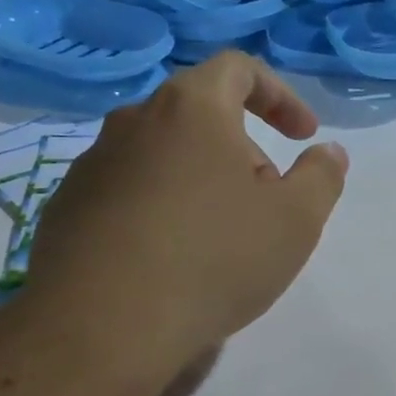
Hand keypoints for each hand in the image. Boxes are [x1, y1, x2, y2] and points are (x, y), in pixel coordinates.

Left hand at [21, 52, 347, 395]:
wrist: (103, 327)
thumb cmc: (215, 258)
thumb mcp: (297, 219)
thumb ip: (322, 176)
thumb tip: (328, 151)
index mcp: (191, 109)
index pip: (238, 68)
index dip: (280, 94)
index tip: (303, 135)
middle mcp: (134, 122)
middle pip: (200, 113)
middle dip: (244, 147)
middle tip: (268, 196)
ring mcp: (92, 165)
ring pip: (163, 153)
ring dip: (202, 177)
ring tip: (223, 233)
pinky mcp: (67, 208)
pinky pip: (130, 190)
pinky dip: (163, 206)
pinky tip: (176, 258)